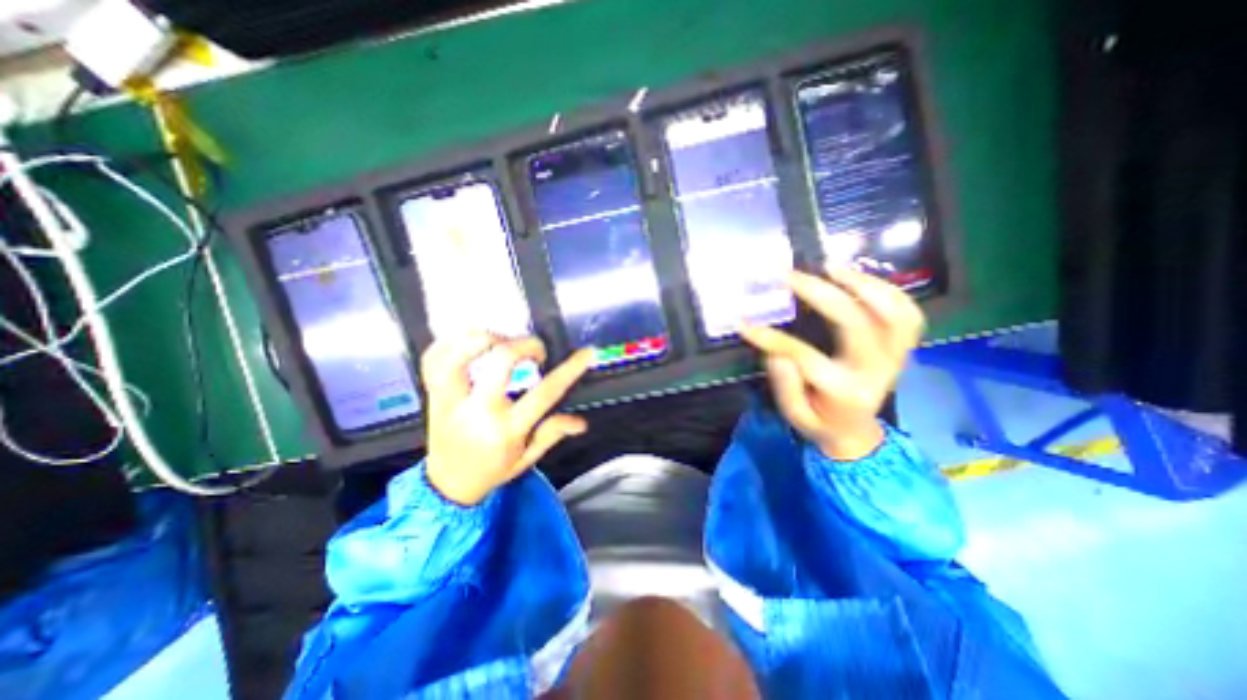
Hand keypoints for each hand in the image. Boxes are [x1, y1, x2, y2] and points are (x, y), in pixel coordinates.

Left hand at [418, 334, 591, 502]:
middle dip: (526, 345)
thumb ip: (552, 434)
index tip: (586, 353)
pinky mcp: (433, 393)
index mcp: (506, 430)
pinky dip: (452, 341)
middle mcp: (477, 410)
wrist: (446, 486)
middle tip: (537, 351)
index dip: (570, 369)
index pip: (545, 393)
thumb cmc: (492, 470)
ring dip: (486, 337)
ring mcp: (451, 399)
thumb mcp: (527, 459)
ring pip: (459, 354)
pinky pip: (434, 358)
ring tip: (503, 340)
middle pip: (501, 360)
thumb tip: (581, 422)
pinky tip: (473, 341)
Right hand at [738, 265, 923, 462]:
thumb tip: (777, 352)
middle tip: (790, 277)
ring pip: (893, 312)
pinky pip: (907, 314)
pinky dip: (887, 291)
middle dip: (819, 293)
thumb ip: (785, 386)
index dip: (771, 338)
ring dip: (862, 284)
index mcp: (844, 391)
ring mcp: (894, 357)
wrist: (856, 433)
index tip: (744, 324)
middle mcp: (875, 370)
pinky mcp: (901, 349)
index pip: (804, 356)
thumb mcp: (793, 414)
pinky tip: (859, 279)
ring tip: (831, 268)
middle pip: (853, 322)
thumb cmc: (820, 423)